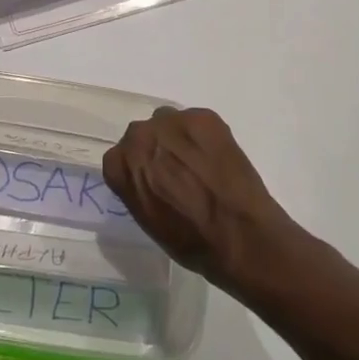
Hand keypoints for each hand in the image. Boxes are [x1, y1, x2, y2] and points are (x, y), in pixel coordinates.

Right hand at [103, 106, 295, 289]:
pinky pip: (196, 121)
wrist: (241, 236)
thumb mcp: (148, 221)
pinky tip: (217, 158)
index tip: (152, 182)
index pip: (118, 158)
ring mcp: (172, 122)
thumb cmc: (192, 242)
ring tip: (199, 163)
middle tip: (177, 171)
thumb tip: (147, 178)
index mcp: (121, 166)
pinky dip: (204, 136)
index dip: (137, 170)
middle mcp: (139, 136)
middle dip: (155, 150)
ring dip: (177, 138)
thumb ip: (138, 188)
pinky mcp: (203, 117)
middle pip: (141, 135)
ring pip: (167, 122)